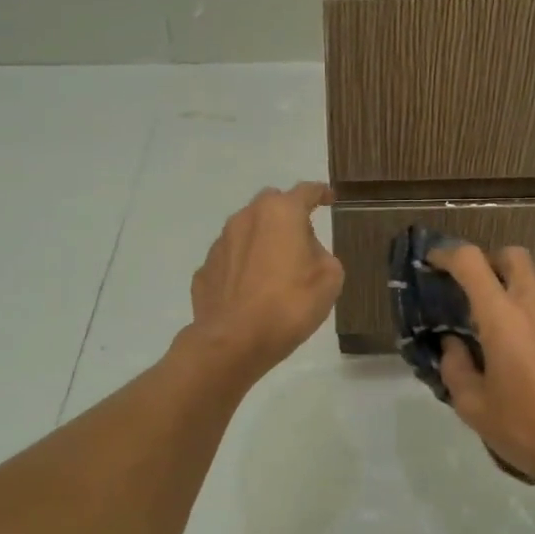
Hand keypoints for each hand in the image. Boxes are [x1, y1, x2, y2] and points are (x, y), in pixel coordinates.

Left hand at [186, 183, 343, 381]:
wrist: (234, 342)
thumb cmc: (290, 305)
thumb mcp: (329, 279)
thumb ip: (322, 254)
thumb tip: (306, 253)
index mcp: (280, 213)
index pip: (306, 191)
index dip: (321, 193)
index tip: (329, 198)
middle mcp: (246, 218)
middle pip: (271, 204)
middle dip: (287, 215)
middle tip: (302, 240)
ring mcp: (220, 243)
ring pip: (247, 230)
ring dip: (262, 240)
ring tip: (275, 270)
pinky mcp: (205, 269)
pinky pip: (230, 259)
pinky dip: (243, 266)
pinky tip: (251, 290)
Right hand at [428, 245, 534, 496]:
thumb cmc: (526, 428)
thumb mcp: (474, 406)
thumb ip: (455, 367)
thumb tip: (454, 345)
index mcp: (502, 316)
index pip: (471, 262)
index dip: (447, 254)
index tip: (433, 263)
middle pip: (512, 255)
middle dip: (488, 262)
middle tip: (472, 288)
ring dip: (513, 285)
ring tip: (498, 320)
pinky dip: (533, 308)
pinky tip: (527, 345)